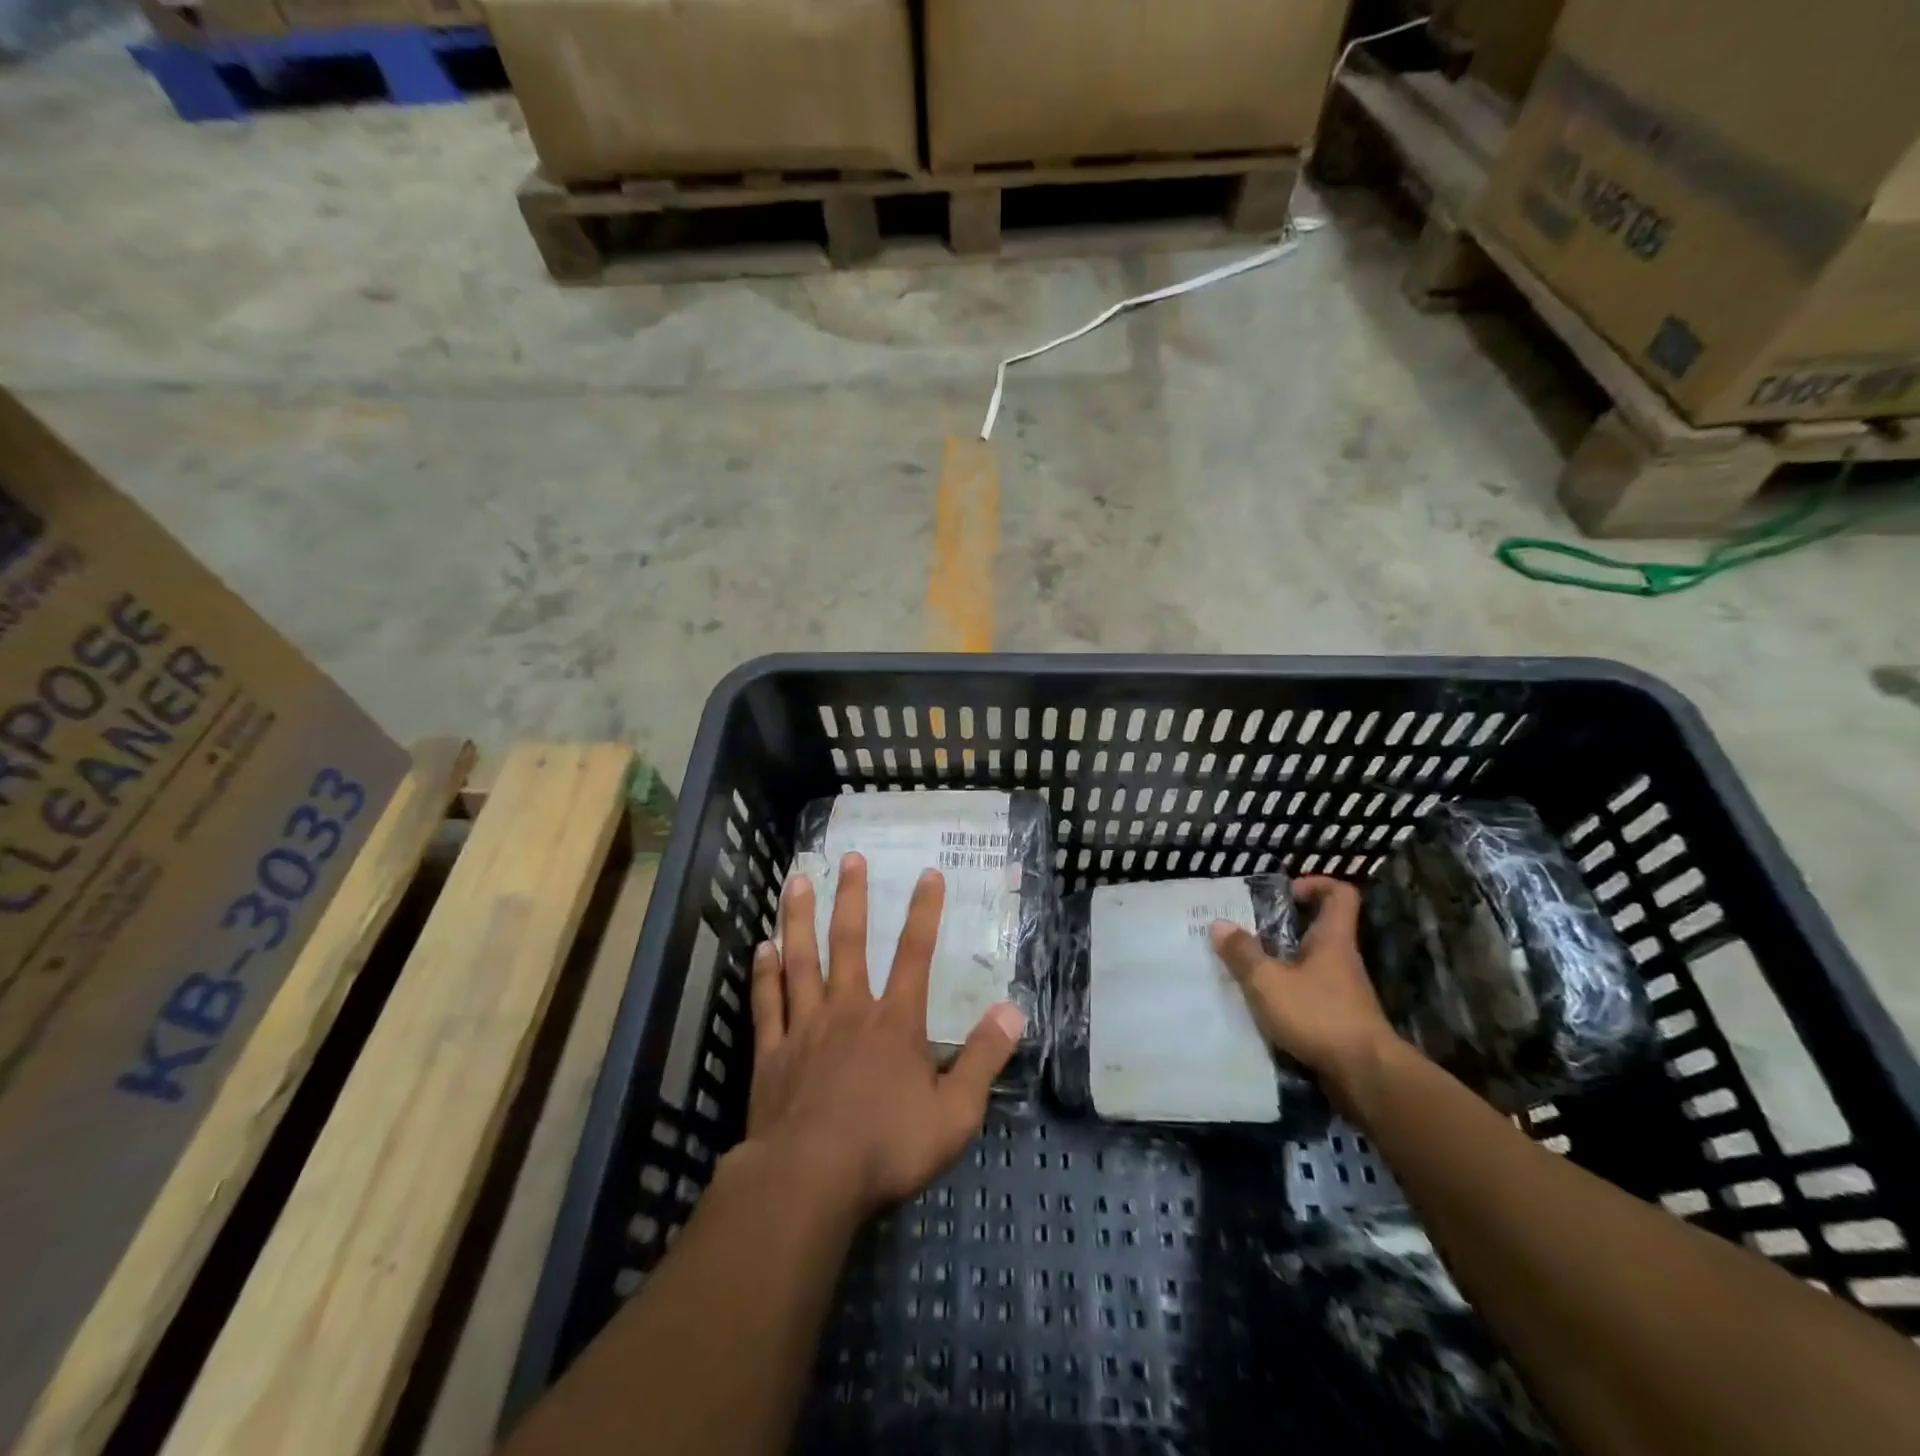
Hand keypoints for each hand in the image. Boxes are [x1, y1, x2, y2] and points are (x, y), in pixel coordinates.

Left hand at [745, 853, 1023, 1222]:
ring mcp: (805, 1028)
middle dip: (851, 897)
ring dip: (799, 918)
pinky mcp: (771, 1052)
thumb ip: (984, 1059)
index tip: (928, 874)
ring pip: (801, 960)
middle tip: (849, 859)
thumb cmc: (886, 1148)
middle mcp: (848, 1011)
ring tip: (797, 880)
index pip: (915, 955)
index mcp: (894, 1023)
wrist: (808, 1181)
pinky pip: (767, 1003)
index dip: (925, 912)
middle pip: (849, 942)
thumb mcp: (954, 1113)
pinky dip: (764, 974)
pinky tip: (762, 948)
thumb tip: (1013, 1011)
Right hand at [1209, 875, 1404, 1099]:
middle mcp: (1342, 961)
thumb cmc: (1318, 1015)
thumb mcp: (1268, 981)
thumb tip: (1219, 924)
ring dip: (1282, 964)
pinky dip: (1288, 994)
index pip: (1340, 895)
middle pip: (1319, 930)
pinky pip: (1310, 995)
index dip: (1316, 884)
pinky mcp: (1340, 1021)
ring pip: (1311, 965)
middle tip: (1249, 932)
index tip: (1287, 892)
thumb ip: (1242, 953)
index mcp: (1332, 940)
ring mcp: (1344, 993)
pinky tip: (1262, 1006)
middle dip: (1285, 928)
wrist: (1365, 1077)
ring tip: (1247, 970)